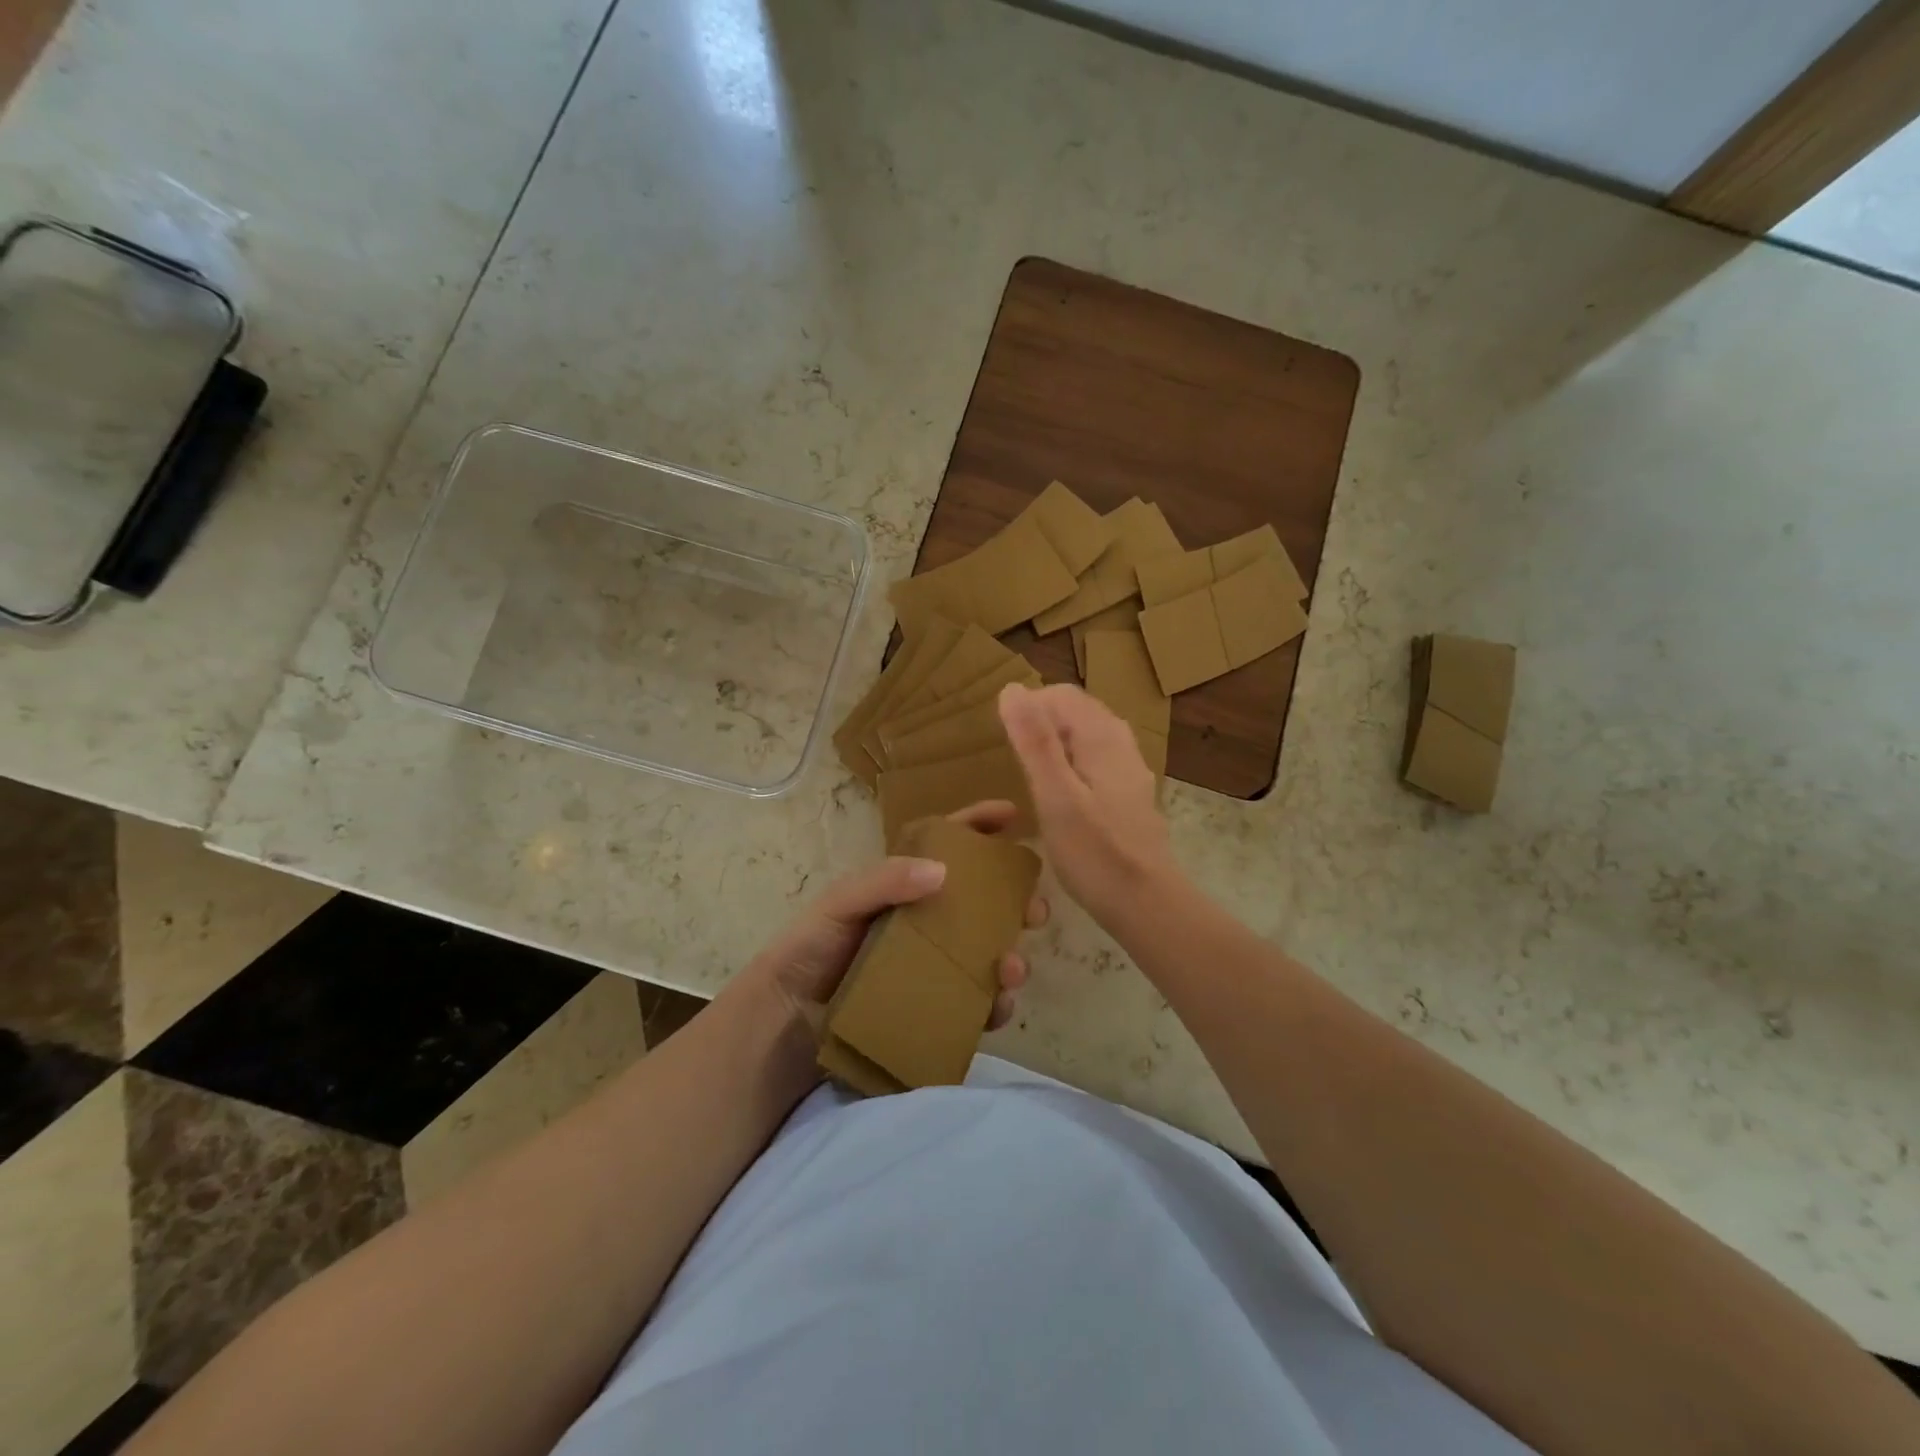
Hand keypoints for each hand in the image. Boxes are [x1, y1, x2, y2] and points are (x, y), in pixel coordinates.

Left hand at [739, 800, 1048, 1030]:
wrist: (786, 1024)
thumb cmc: (810, 951)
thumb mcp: (840, 904)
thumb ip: (884, 880)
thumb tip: (943, 870)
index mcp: (904, 888)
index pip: (947, 846)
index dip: (979, 825)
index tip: (1014, 815)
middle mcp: (925, 924)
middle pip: (983, 904)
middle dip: (1016, 902)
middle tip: (1036, 910)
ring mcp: (932, 967)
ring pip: (988, 954)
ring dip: (1012, 957)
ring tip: (1012, 968)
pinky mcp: (933, 1008)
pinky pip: (976, 1004)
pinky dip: (995, 1005)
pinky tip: (997, 1006)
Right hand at [998, 682, 1178, 924]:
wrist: (1146, 903)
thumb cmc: (1094, 852)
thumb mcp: (1055, 795)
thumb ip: (1035, 741)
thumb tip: (1012, 689)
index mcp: (1103, 736)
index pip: (1060, 695)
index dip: (1028, 707)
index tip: (1001, 739)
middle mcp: (1121, 744)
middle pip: (1075, 712)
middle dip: (1041, 722)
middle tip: (1009, 756)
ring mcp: (1129, 770)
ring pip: (1085, 737)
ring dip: (1054, 744)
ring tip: (1027, 773)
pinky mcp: (1128, 795)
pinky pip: (1094, 762)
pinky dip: (1070, 765)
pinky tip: (1057, 795)